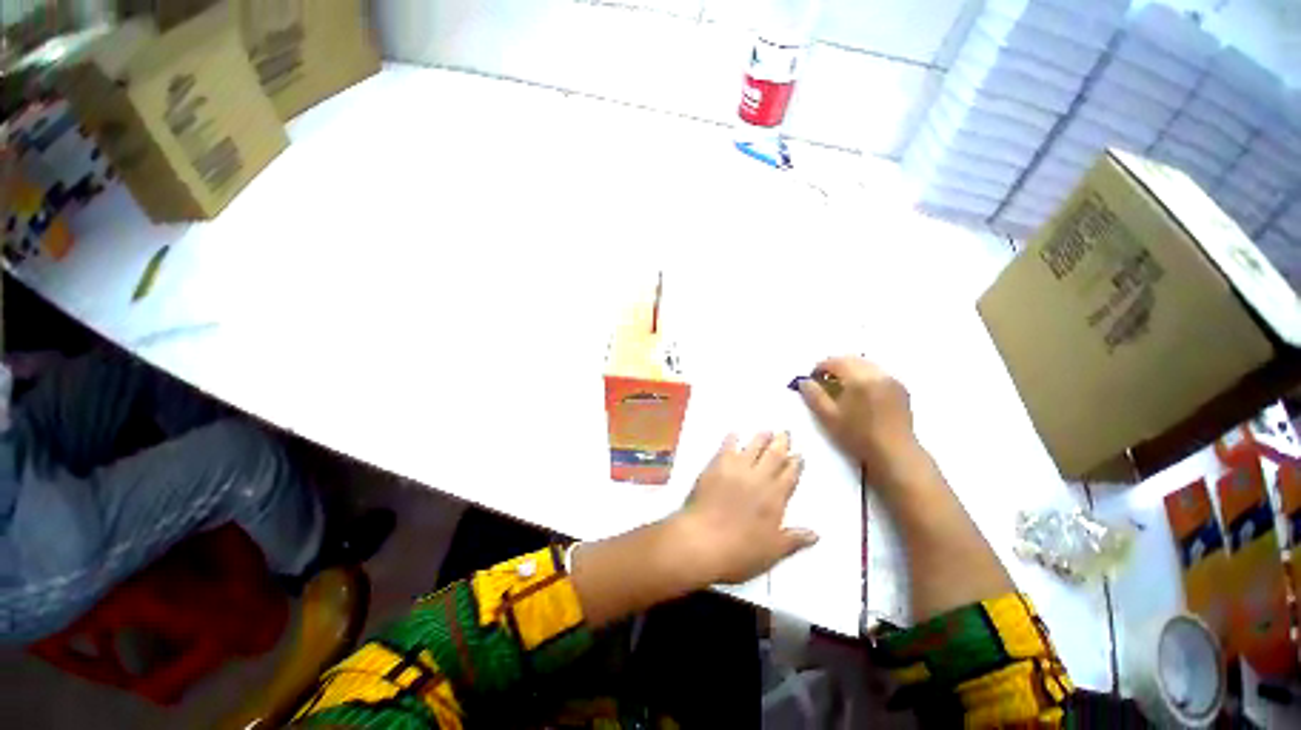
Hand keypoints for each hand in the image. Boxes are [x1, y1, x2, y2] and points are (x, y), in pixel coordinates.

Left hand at [674, 432, 817, 584]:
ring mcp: (736, 470)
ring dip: (761, 438)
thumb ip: (793, 540)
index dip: (795, 464)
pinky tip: (734, 433)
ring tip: (767, 430)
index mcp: (774, 499)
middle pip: (773, 456)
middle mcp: (758, 479)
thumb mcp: (772, 552)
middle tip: (786, 432)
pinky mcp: (716, 467)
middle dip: (781, 443)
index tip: (798, 454)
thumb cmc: (739, 552)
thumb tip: (816, 533)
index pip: (789, 476)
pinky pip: (726, 448)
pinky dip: (732, 439)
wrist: (702, 540)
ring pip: (753, 448)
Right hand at [797, 356, 926, 493]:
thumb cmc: (858, 436)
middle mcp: (877, 373)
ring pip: (865, 365)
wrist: (894, 453)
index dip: (820, 367)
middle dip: (835, 367)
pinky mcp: (900, 389)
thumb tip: (803, 381)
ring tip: (841, 387)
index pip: (835, 362)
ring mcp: (891, 380)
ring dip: (850, 370)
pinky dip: (865, 376)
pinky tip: (860, 393)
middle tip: (824, 381)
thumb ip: (814, 395)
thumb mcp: (828, 417)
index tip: (812, 379)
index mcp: (859, 378)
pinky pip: (877, 373)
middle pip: (851, 359)